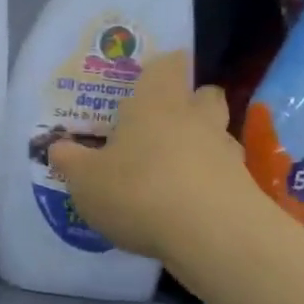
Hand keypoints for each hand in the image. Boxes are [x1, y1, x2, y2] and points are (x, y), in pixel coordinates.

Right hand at [47, 51, 254, 264]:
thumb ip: (69, 160)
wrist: (214, 237)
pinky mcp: (244, 189)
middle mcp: (195, 119)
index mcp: (156, 104)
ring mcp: (226, 153)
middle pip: (204, 95)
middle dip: (188, 103)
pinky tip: (185, 205)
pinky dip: (207, 183)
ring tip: (170, 170)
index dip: (160, 68)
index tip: (147, 79)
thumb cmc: (139, 191)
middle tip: (160, 122)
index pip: (167, 66)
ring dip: (199, 146)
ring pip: (216, 135)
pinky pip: (223, 175)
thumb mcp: (84, 179)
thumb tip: (58, 146)